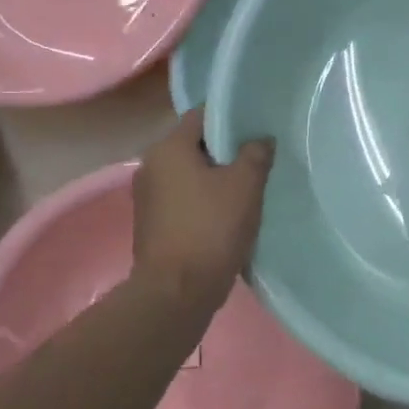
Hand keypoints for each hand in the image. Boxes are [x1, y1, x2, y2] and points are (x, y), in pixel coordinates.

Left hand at [132, 108, 273, 313]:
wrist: (177, 292)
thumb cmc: (211, 228)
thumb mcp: (245, 185)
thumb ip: (256, 154)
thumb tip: (261, 139)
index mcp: (168, 148)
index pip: (201, 115)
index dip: (230, 118)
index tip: (255, 128)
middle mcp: (150, 165)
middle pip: (194, 144)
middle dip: (224, 150)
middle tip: (256, 158)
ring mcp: (147, 196)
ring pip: (188, 173)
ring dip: (214, 176)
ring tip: (246, 186)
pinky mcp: (151, 223)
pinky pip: (182, 197)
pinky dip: (202, 198)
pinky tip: (226, 212)